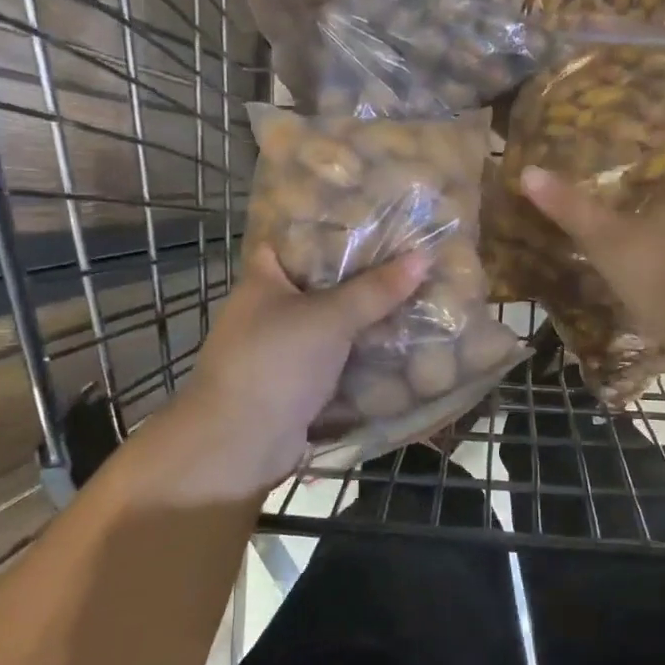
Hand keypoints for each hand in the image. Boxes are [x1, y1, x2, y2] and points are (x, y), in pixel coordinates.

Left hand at [164, 244, 428, 497]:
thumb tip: (423, 256)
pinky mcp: (300, 384)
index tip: (375, 221)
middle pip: (323, 283)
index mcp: (263, 280)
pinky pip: (339, 360)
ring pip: (334, 325)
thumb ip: (375, 289)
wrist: (241, 443)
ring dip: (369, 320)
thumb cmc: (275, 363)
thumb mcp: (329, 318)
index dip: (331, 228)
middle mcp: (271, 310)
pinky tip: (402, 344)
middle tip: (410, 260)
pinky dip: (365, 354)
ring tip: (418, 298)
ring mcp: (285, 350)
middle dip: (364, 277)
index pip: (295, 239)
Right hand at [518, 155, 664, 363]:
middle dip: (655, 198)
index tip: (631, 151)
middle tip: (619, 199)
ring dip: (663, 237)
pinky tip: (649, 283)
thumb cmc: (658, 269)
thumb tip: (529, 171)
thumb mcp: (605, 237)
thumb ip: (570, 207)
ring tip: (631, 241)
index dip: (657, 152)